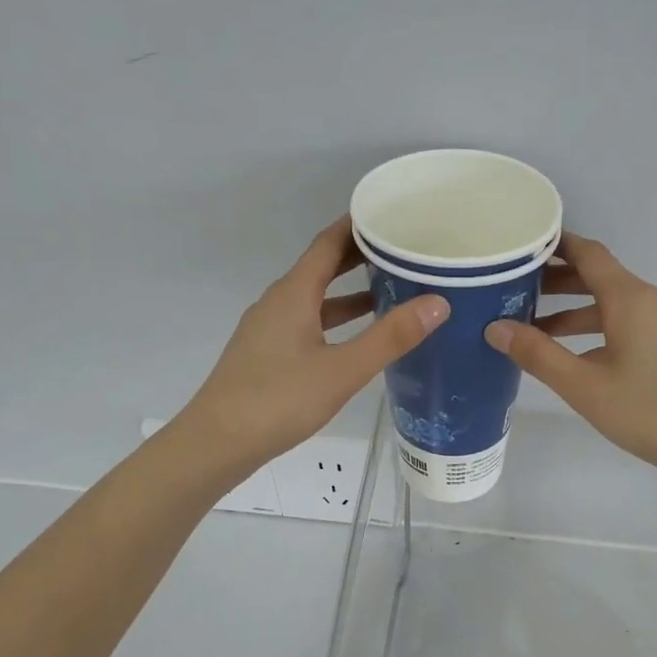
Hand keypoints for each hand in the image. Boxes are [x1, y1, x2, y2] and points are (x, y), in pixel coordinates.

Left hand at [176, 217, 448, 476]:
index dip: (358, 226)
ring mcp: (268, 329)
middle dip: (359, 257)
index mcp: (293, 293)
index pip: (328, 243)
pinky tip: (354, 340)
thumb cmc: (280, 400)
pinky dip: (334, 320)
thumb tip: (438, 302)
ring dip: (348, 292)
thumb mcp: (343, 369)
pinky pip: (306, 322)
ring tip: (389, 292)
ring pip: (314, 299)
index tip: (391, 214)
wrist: (218, 442)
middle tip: (401, 252)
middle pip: (320, 267)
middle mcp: (278, 302)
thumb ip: (390, 337)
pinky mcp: (266, 355)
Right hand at [484, 233, 656, 493]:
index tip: (523, 245)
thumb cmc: (650, 413)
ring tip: (540, 331)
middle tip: (517, 293)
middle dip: (559, 283)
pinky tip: (583, 355)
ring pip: (618, 304)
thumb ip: (538, 355)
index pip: (589, 253)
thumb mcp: (585, 387)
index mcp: (632, 298)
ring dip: (579, 312)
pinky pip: (636, 321)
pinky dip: (604, 327)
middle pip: (602, 278)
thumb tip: (496, 328)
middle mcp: (655, 298)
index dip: (555, 245)